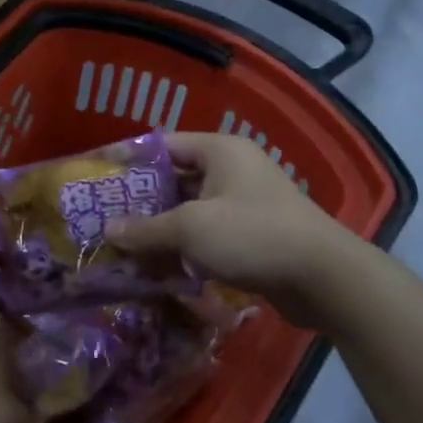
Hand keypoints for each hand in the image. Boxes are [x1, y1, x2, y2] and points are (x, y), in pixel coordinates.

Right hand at [108, 133, 360, 330]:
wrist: (323, 277)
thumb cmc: (252, 235)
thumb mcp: (190, 229)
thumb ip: (145, 229)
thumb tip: (108, 231)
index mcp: (220, 150)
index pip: (163, 145)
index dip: (130, 161)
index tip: (99, 180)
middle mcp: (232, 169)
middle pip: (175, 179)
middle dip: (141, 201)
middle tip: (105, 218)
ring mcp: (244, 202)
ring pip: (190, 210)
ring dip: (161, 229)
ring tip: (124, 246)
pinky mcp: (251, 234)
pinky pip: (208, 234)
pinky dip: (184, 247)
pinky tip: (158, 267)